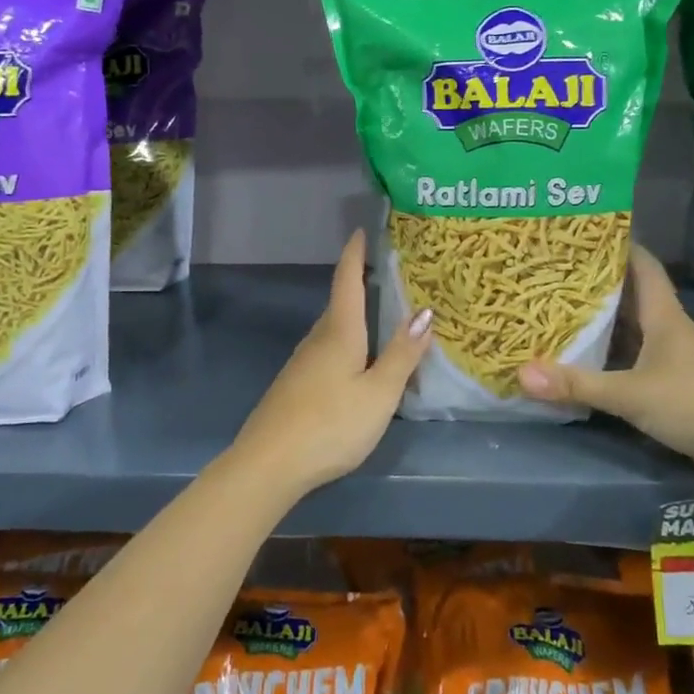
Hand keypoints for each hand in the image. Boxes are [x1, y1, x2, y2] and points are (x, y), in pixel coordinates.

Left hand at [225, 230, 433, 496]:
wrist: (269, 464)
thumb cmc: (331, 424)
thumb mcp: (378, 393)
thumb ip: (402, 354)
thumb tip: (425, 311)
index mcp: (339, 332)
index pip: (347, 281)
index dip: (354, 254)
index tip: (361, 230)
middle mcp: (317, 339)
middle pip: (340, 304)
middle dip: (360, 285)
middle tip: (388, 275)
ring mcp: (302, 363)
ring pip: (333, 330)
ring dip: (354, 317)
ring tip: (380, 317)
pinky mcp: (295, 386)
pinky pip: (326, 352)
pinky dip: (346, 344)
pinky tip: (357, 363)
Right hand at [517, 245, 693, 491]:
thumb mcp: (631, 393)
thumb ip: (577, 384)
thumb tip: (520, 374)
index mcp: (663, 316)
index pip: (642, 265)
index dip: (617, 245)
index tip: (581, 235)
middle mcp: (666, 331)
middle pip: (628, 297)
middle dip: (593, 284)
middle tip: (551, 274)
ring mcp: (669, 361)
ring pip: (627, 332)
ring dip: (597, 324)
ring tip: (553, 311)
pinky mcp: (668, 388)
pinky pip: (628, 363)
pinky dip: (604, 359)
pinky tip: (577, 362)